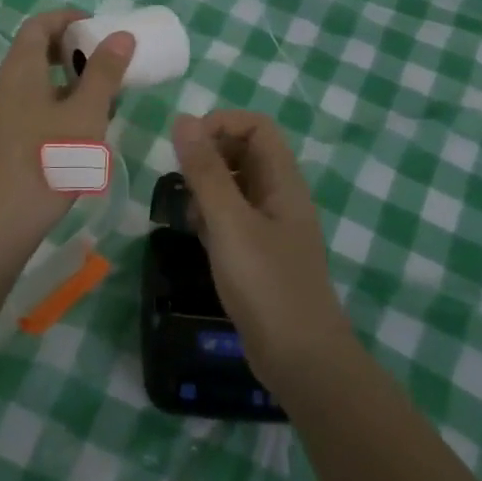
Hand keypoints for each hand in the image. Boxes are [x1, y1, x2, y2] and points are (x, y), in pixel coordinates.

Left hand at [0, 9, 134, 250]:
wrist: (3, 221)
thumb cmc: (48, 159)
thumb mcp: (86, 114)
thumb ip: (104, 73)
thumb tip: (121, 35)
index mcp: (20, 70)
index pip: (38, 24)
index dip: (67, 18)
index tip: (98, 26)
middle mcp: (6, 84)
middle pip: (36, 50)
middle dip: (72, 48)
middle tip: (106, 58)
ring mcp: (3, 113)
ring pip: (37, 80)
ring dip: (69, 78)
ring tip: (103, 93)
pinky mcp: (6, 137)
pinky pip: (34, 104)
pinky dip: (60, 101)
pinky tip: (84, 126)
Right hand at [171, 110, 352, 388]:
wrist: (301, 361)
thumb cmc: (267, 285)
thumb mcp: (230, 223)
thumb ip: (206, 171)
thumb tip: (183, 120)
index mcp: (283, 181)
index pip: (256, 127)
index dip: (222, 124)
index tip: (186, 145)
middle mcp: (280, 197)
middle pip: (245, 152)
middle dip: (209, 156)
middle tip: (180, 179)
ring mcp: (271, 226)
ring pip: (235, 186)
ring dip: (207, 187)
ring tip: (186, 210)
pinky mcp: (259, 253)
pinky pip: (232, 217)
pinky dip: (211, 217)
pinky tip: (196, 236)